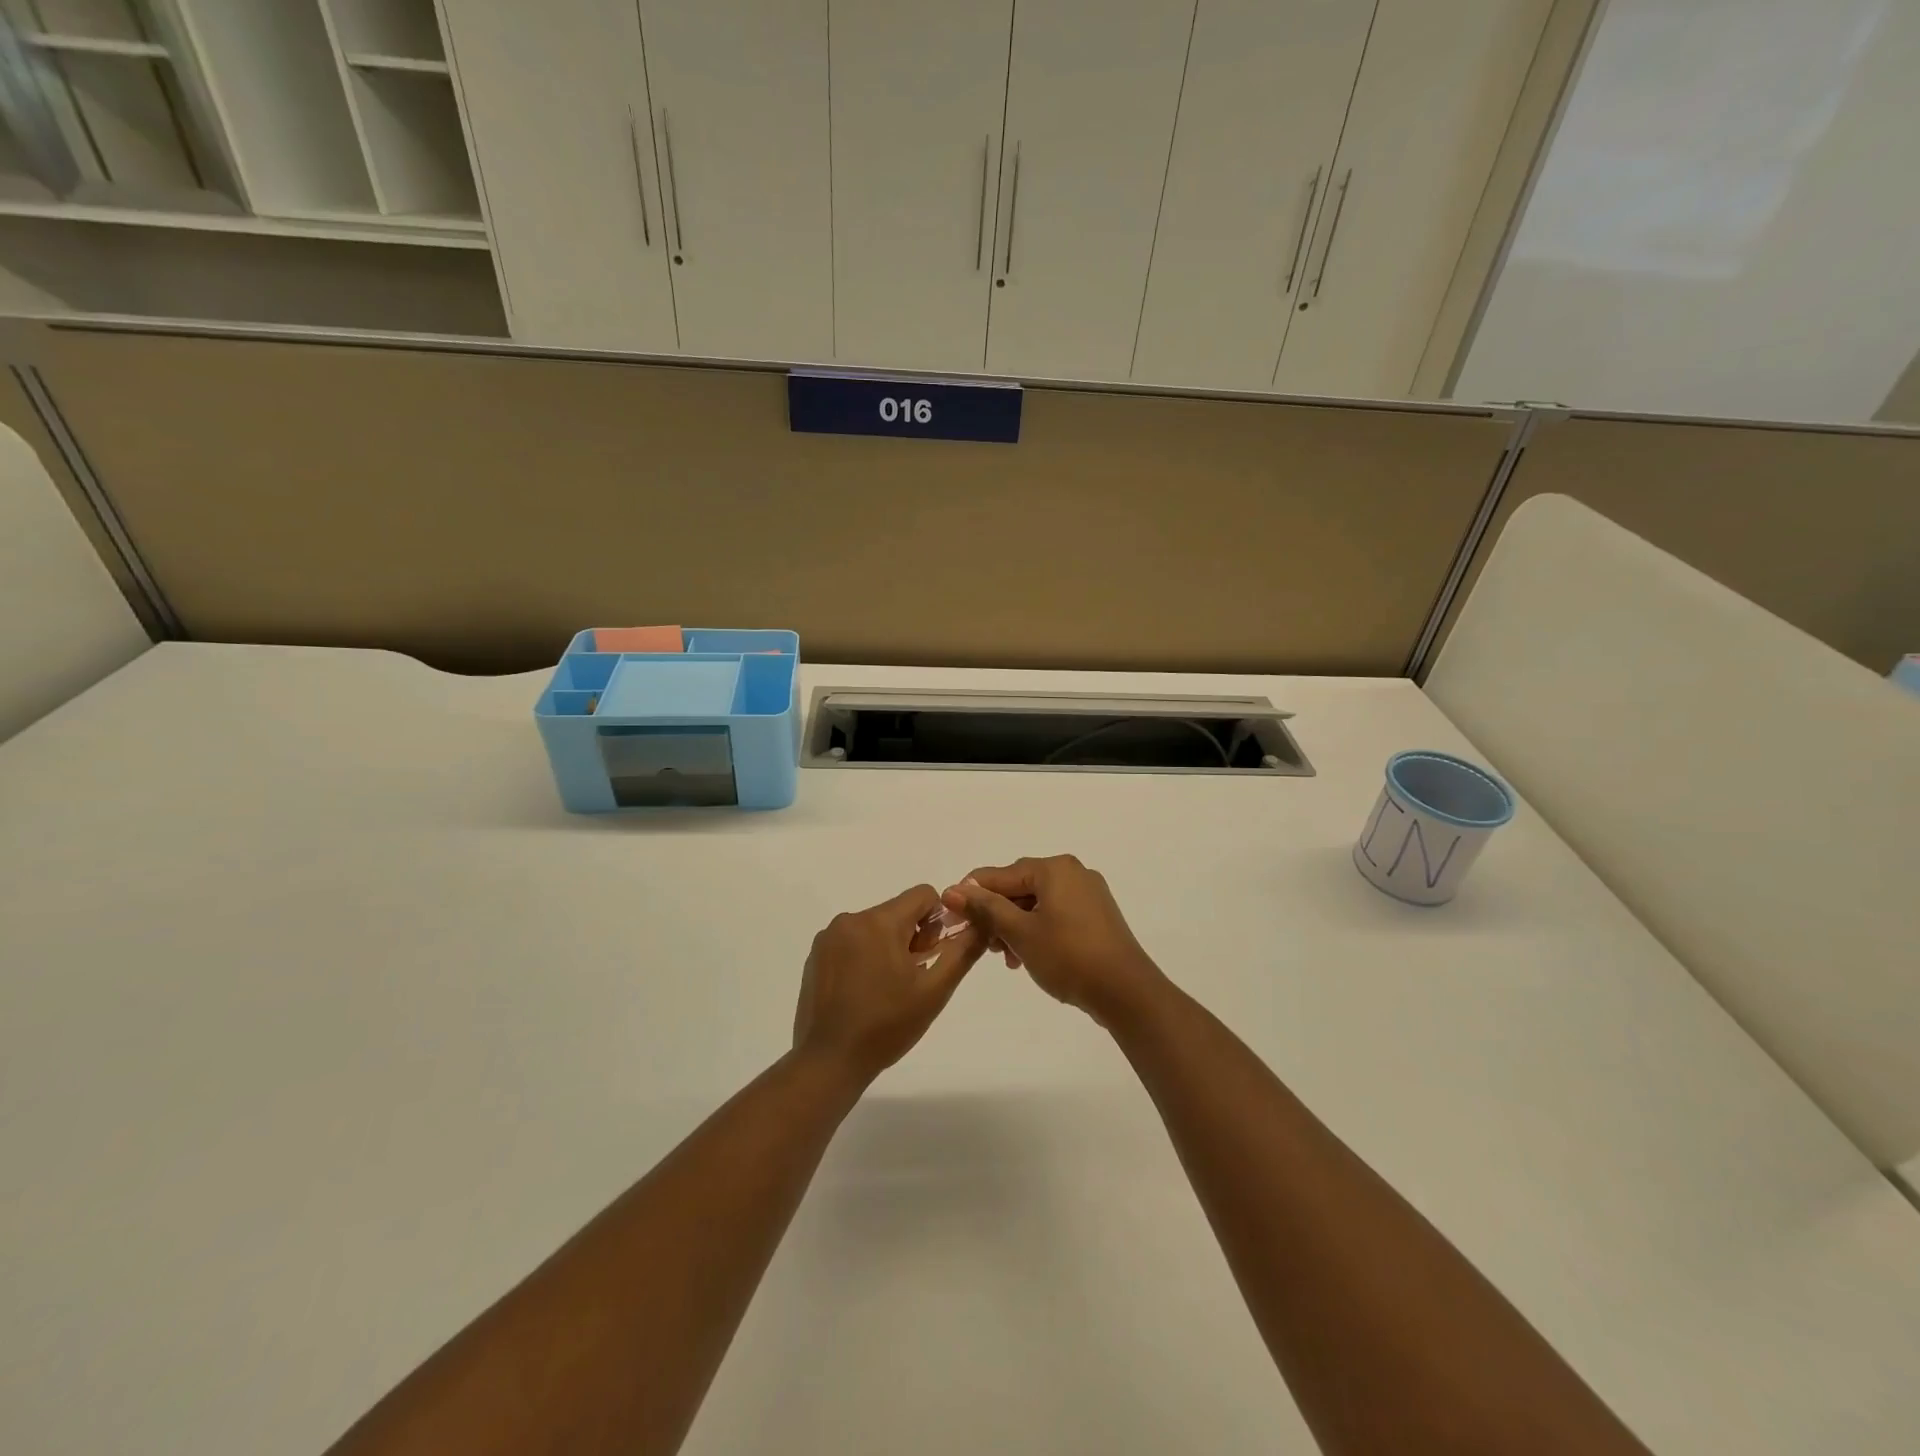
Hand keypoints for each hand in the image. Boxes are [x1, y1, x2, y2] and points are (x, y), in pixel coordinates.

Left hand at [793, 885, 986, 1082]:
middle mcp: (851, 919)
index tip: (931, 953)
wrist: (830, 1060)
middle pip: (898, 911)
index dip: (937, 920)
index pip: (922, 895)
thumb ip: (962, 951)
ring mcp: (829, 936)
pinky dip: (864, 955)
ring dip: (888, 945)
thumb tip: (981, 923)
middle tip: (912, 977)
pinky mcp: (816, 954)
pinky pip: (851, 940)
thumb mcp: (935, 990)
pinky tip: (864, 991)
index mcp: (880, 921)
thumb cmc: (887, 1026)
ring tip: (887, 988)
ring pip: (875, 926)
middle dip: (912, 936)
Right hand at [943, 856, 1166, 1025]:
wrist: (1126, 991)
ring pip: (1037, 904)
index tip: (951, 918)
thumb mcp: (1020, 933)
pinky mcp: (1097, 916)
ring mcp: (1088, 894)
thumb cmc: (1068, 956)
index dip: (972, 895)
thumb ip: (985, 909)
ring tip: (1008, 959)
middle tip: (983, 945)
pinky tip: (1028, 957)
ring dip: (1016, 927)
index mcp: (1054, 868)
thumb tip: (952, 890)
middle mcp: (1072, 872)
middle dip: (997, 915)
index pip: (1000, 874)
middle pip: (1019, 888)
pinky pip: (1056, 915)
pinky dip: (1037, 931)